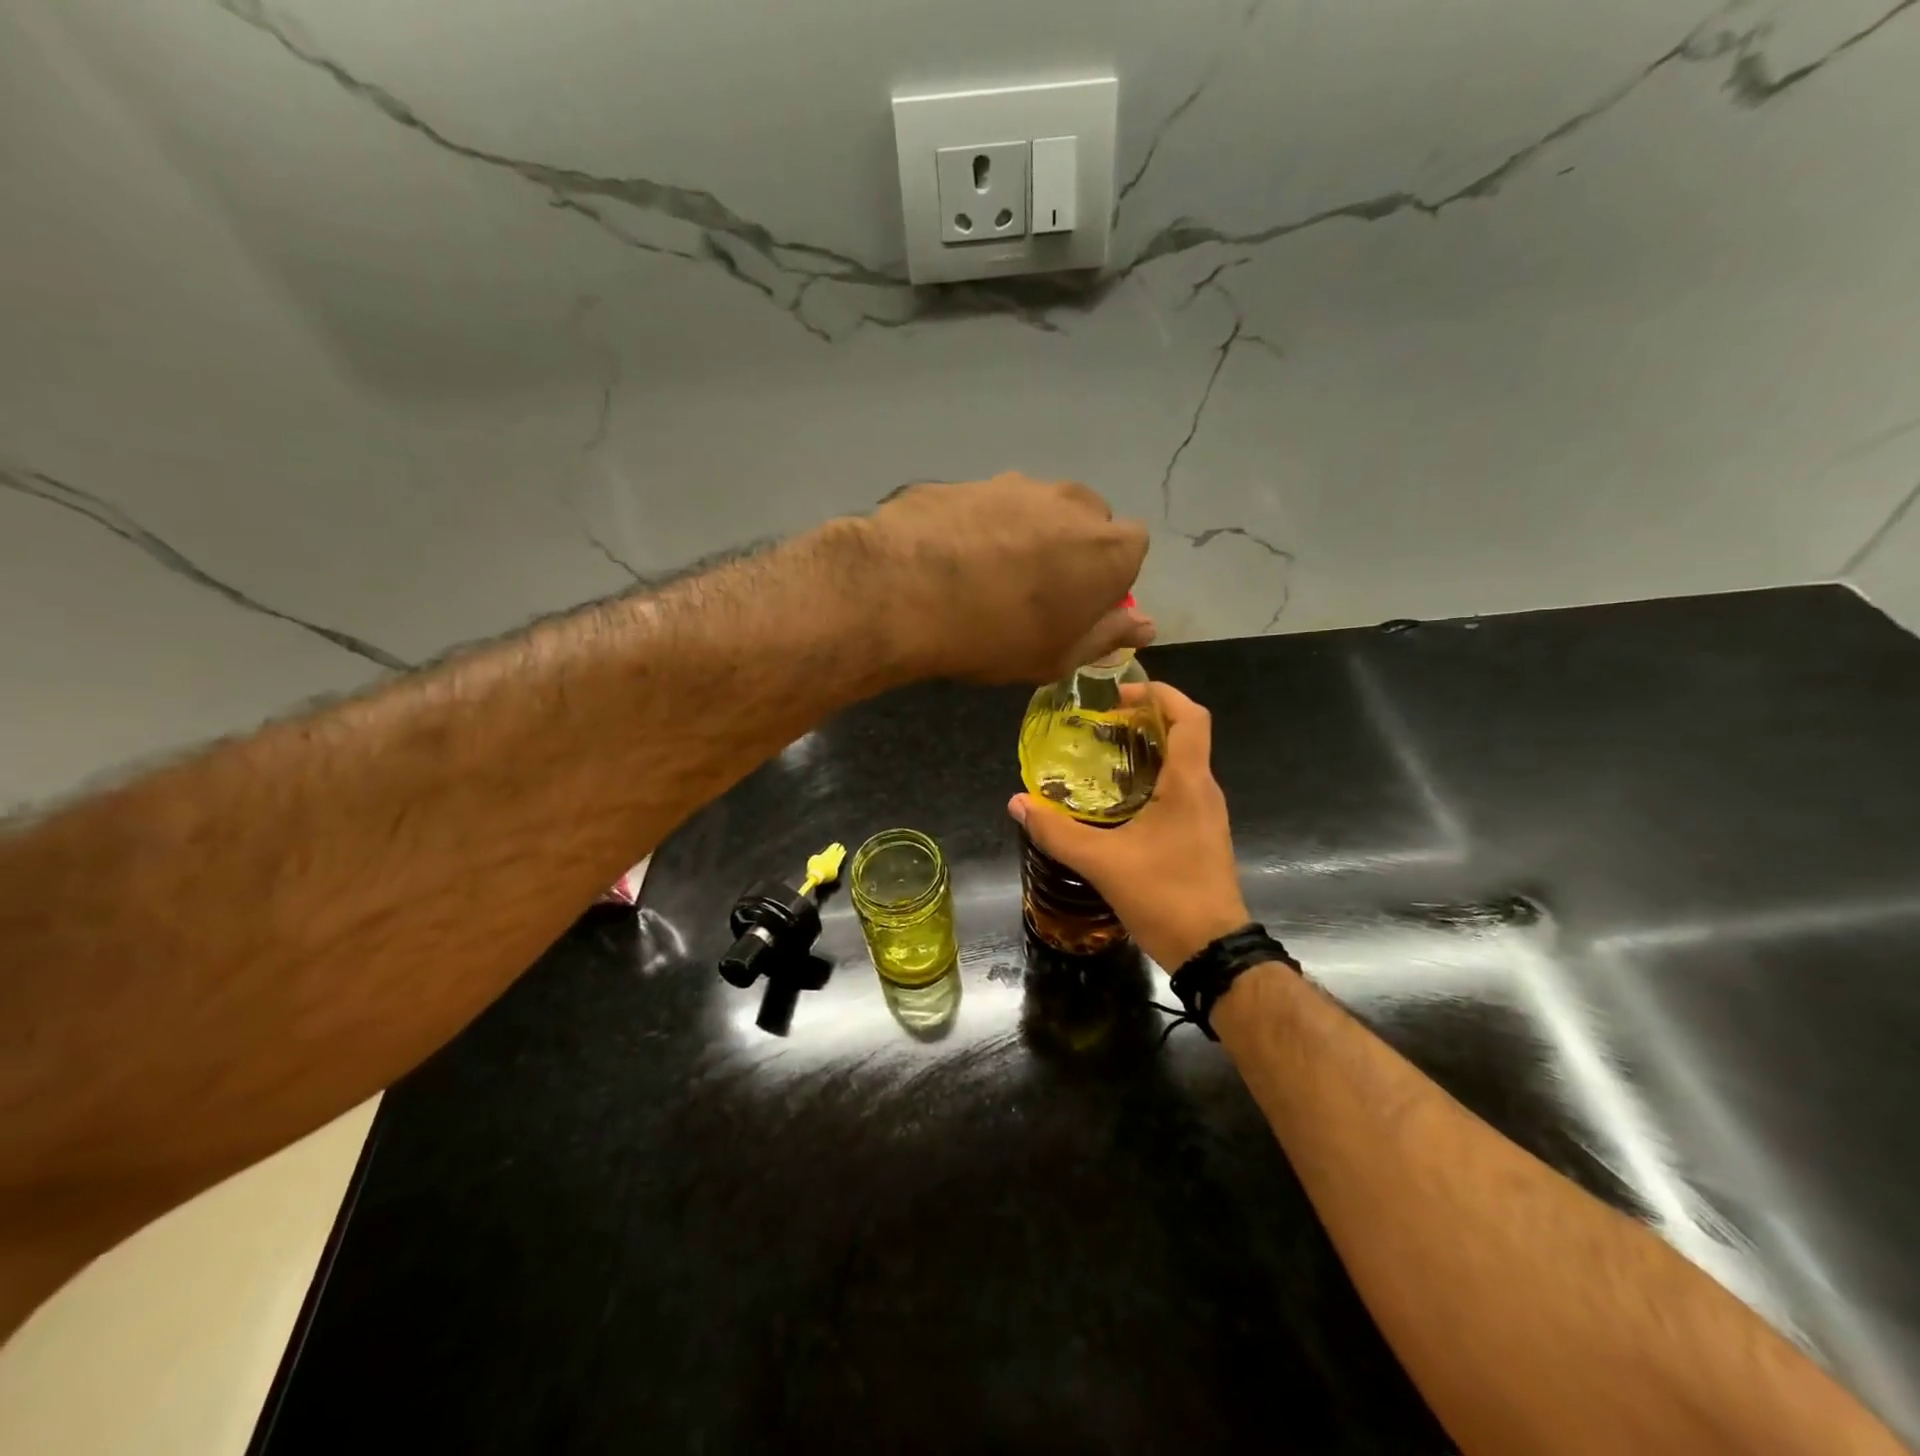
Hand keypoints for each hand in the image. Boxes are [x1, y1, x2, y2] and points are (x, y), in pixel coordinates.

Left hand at [863, 474, 1152, 682]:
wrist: (904, 590)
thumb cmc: (997, 635)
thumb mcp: (1059, 656)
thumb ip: (1108, 635)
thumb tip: (1146, 625)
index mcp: (1108, 546)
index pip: (1132, 549)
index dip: (1108, 579)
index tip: (1078, 607)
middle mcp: (1072, 502)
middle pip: (1086, 522)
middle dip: (1070, 551)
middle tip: (1032, 594)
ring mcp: (1016, 484)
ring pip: (1037, 510)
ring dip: (1025, 537)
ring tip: (985, 578)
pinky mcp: (967, 480)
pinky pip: (988, 507)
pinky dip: (980, 529)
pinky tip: (950, 561)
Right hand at [1009, 682, 1249, 968]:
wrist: (1213, 951)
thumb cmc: (1166, 896)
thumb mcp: (1103, 863)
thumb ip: (1057, 832)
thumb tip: (1017, 803)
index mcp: (1189, 784)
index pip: (1190, 717)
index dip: (1160, 693)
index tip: (1120, 694)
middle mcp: (1204, 791)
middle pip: (1184, 735)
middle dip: (1145, 720)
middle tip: (1100, 725)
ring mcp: (1206, 815)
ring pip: (1182, 764)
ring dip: (1148, 751)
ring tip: (1103, 756)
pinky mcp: (1201, 836)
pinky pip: (1179, 790)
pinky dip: (1151, 779)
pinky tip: (1118, 801)